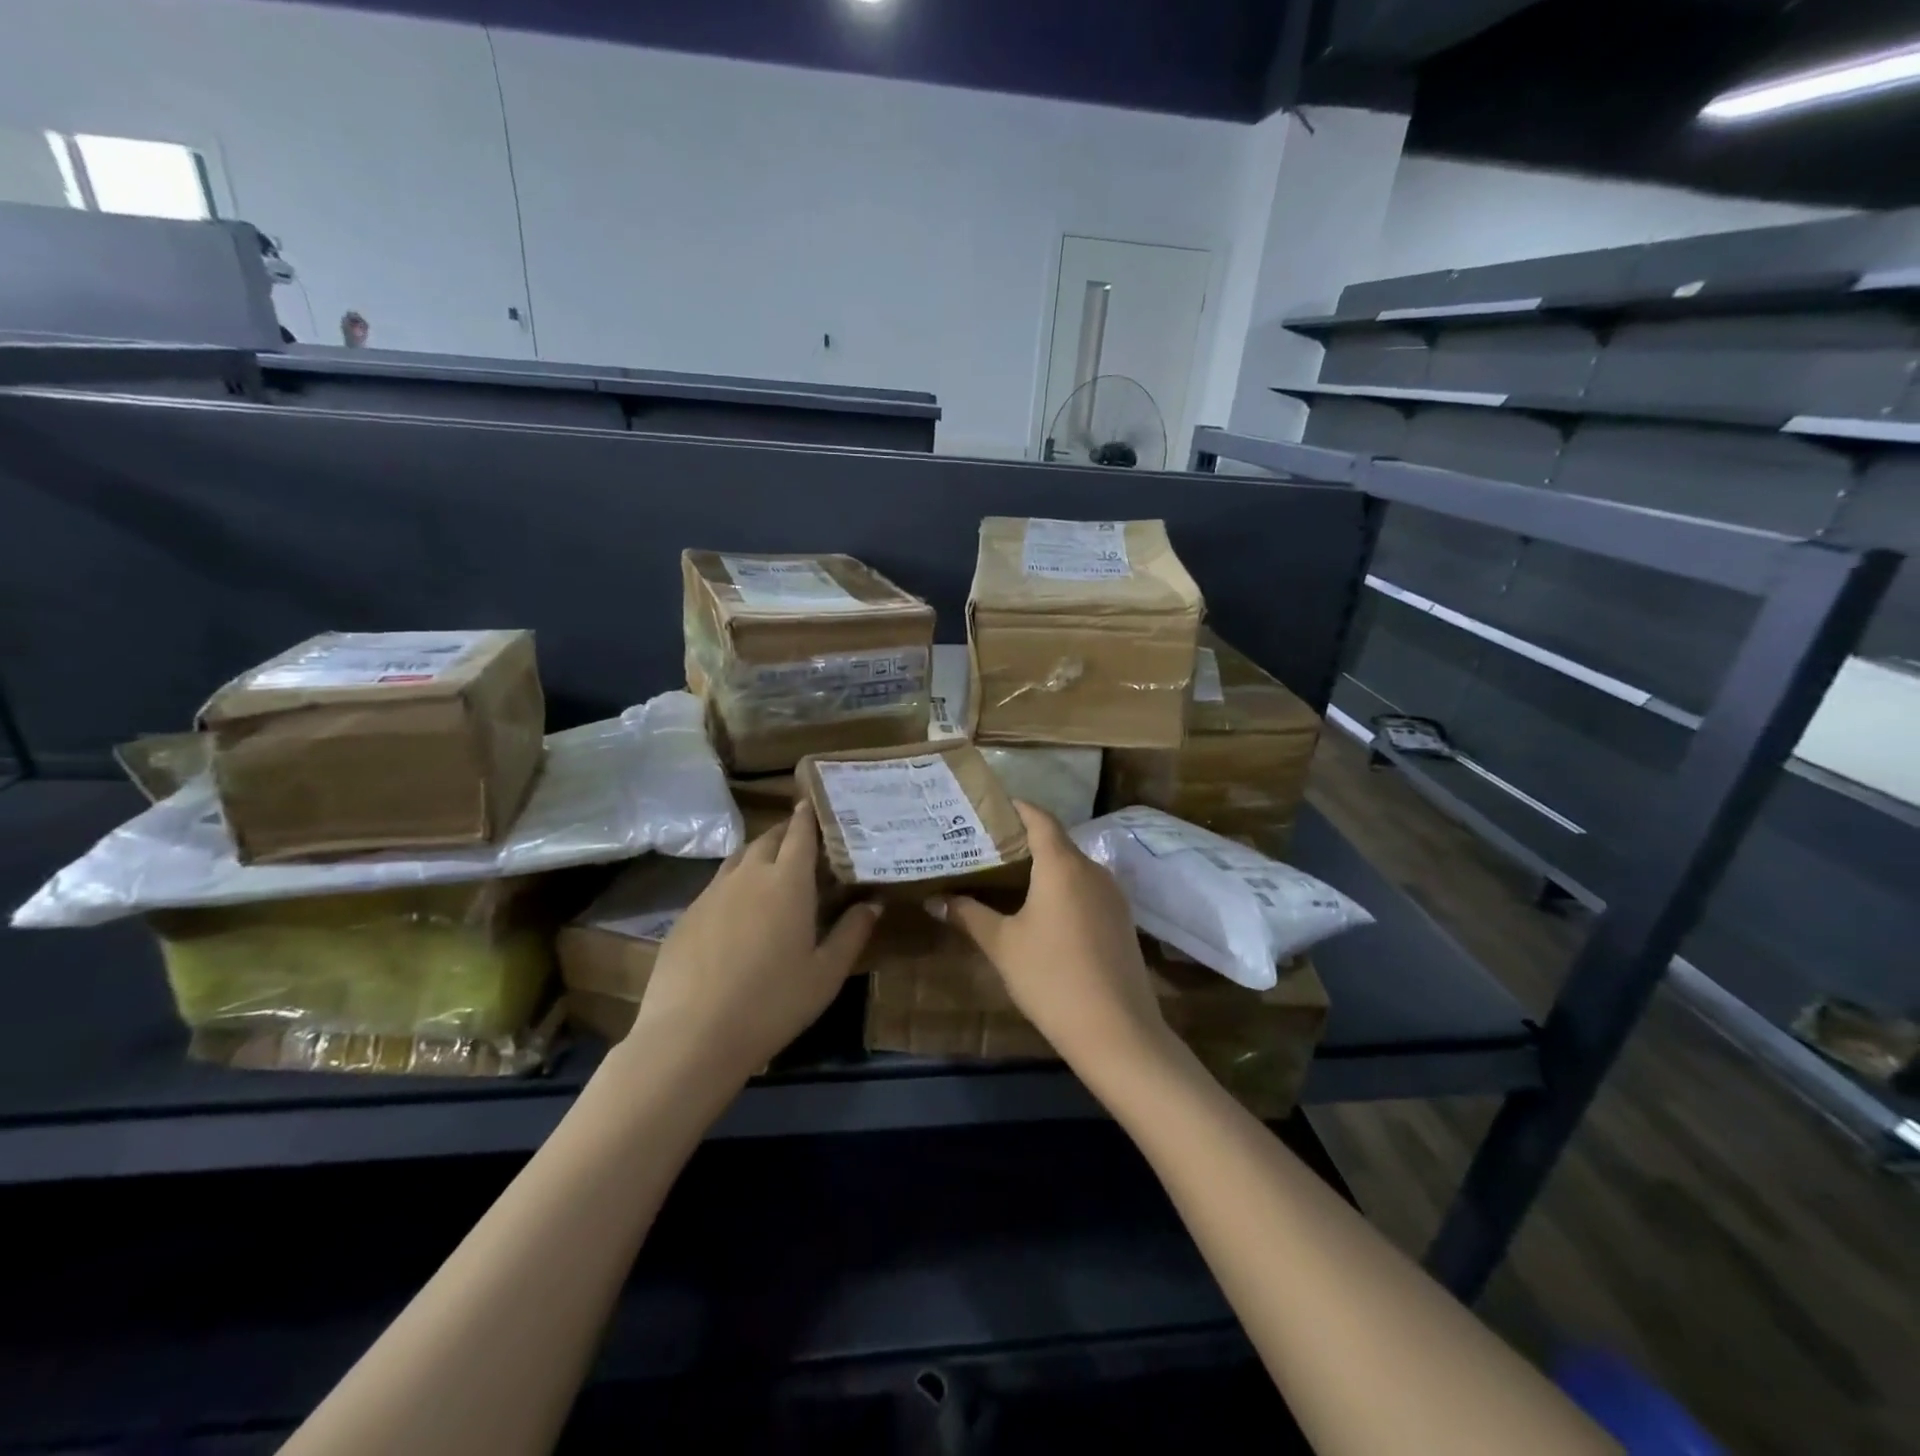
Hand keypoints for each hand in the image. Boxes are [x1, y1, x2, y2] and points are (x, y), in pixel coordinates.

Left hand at [626, 802, 880, 1086]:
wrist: (691, 1036)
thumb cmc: (772, 1003)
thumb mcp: (826, 974)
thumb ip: (852, 933)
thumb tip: (873, 903)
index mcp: (787, 882)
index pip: (800, 833)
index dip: (809, 815)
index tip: (816, 802)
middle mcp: (748, 875)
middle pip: (768, 838)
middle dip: (786, 831)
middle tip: (804, 840)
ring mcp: (711, 893)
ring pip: (739, 858)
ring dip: (759, 854)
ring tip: (773, 869)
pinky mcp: (686, 915)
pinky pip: (717, 885)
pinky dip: (735, 883)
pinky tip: (739, 911)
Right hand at [933, 802, 1173, 1078]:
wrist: (1117, 1030)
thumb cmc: (1051, 977)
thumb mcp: (1002, 945)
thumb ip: (968, 915)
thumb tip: (933, 900)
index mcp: (1062, 864)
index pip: (1039, 818)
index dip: (1016, 808)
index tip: (989, 808)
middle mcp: (1092, 869)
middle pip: (1056, 841)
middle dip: (1023, 840)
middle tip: (986, 846)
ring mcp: (1112, 895)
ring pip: (1073, 867)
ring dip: (1044, 867)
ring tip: (1007, 877)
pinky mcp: (1121, 920)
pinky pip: (1087, 889)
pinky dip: (1063, 888)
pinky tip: (1041, 911)